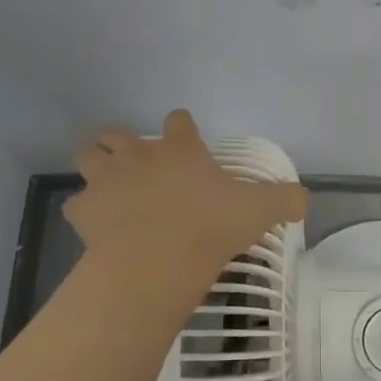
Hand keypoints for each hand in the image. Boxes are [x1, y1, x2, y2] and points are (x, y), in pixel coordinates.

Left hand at [64, 111, 307, 281]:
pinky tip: (96, 226)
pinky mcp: (84, 209)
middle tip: (137, 165)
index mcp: (180, 148)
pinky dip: (84, 211)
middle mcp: (139, 154)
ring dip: (95, 165)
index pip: (178, 120)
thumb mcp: (259, 211)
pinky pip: (76, 204)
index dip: (182, 128)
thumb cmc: (210, 227)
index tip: (187, 143)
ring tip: (108, 185)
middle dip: (123, 142)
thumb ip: (285, 200)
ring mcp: (106, 179)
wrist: (156, 260)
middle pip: (117, 131)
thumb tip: (304, 198)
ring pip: (87, 154)